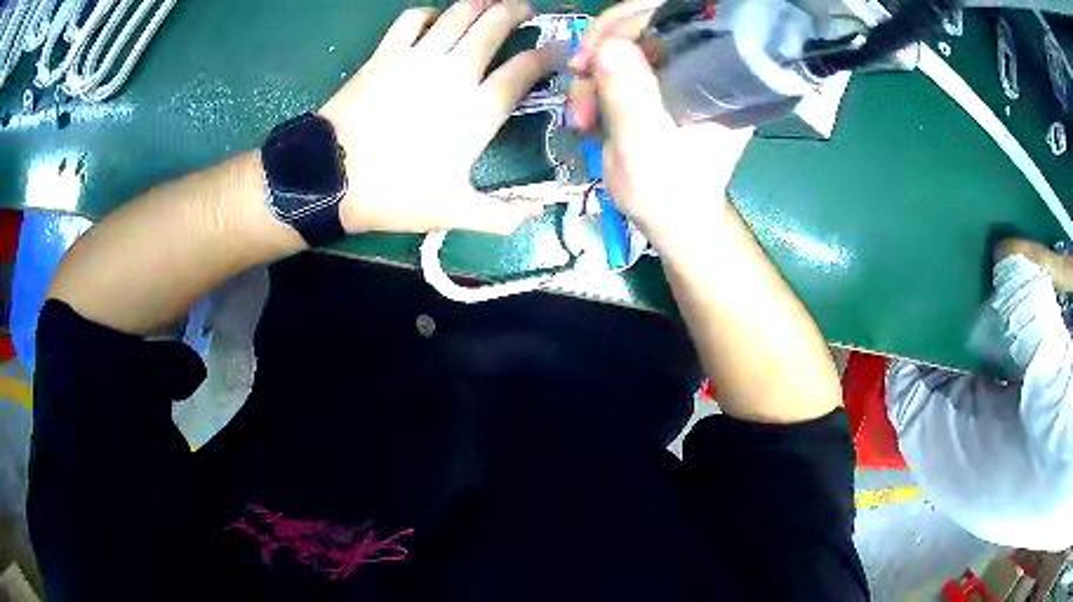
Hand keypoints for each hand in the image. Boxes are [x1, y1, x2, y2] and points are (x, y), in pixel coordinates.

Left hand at [319, 0, 561, 235]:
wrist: (330, 177)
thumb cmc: (394, 194)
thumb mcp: (454, 212)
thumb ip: (502, 215)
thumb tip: (540, 212)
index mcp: (478, 110)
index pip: (524, 69)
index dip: (548, 54)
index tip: (559, 49)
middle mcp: (454, 72)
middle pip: (494, 25)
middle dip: (517, 11)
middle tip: (526, 10)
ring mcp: (418, 57)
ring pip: (459, 13)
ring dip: (481, 3)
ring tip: (491, 3)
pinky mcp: (386, 53)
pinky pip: (413, 18)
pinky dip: (429, 12)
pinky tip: (435, 19)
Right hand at [567, 2, 752, 247]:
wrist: (670, 219)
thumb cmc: (668, 193)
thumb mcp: (645, 149)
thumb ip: (630, 98)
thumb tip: (609, 46)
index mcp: (717, 78)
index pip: (679, 19)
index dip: (632, 22)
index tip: (595, 51)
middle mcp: (702, 66)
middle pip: (649, 23)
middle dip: (605, 45)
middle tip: (578, 72)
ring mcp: (678, 72)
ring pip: (628, 41)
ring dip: (594, 72)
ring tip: (581, 116)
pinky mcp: (657, 82)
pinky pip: (619, 62)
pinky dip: (594, 82)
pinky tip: (585, 112)